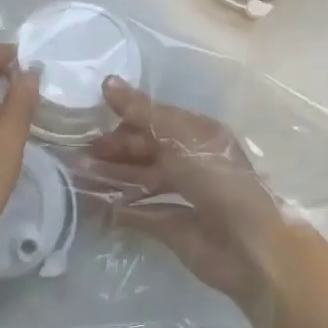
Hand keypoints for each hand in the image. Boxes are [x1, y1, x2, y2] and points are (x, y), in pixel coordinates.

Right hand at [83, 77, 289, 310]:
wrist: (249, 245)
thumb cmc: (216, 178)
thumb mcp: (179, 136)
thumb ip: (142, 112)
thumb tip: (107, 82)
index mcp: (198, 134)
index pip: (155, 119)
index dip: (125, 117)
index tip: (91, 116)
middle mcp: (190, 161)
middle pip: (146, 149)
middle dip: (114, 149)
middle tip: (78, 151)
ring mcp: (182, 195)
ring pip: (140, 179)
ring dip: (111, 176)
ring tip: (78, 174)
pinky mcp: (174, 228)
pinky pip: (141, 212)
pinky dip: (119, 207)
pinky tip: (94, 204)